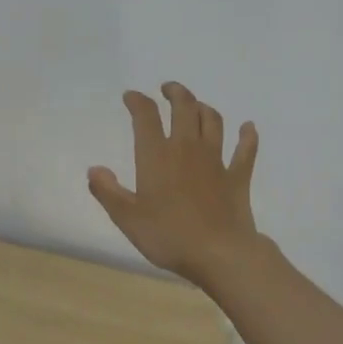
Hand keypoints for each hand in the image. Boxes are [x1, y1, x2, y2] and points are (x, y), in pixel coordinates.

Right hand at [89, 83, 266, 289]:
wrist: (219, 254)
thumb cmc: (168, 236)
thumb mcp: (127, 218)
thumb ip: (108, 192)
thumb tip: (94, 169)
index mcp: (156, 156)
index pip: (145, 116)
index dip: (137, 101)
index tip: (130, 96)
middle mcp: (187, 149)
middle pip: (184, 108)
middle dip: (175, 93)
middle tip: (167, 89)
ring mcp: (216, 160)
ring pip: (212, 121)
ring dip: (203, 108)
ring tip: (196, 105)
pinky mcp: (238, 177)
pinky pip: (245, 150)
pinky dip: (247, 136)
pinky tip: (248, 128)